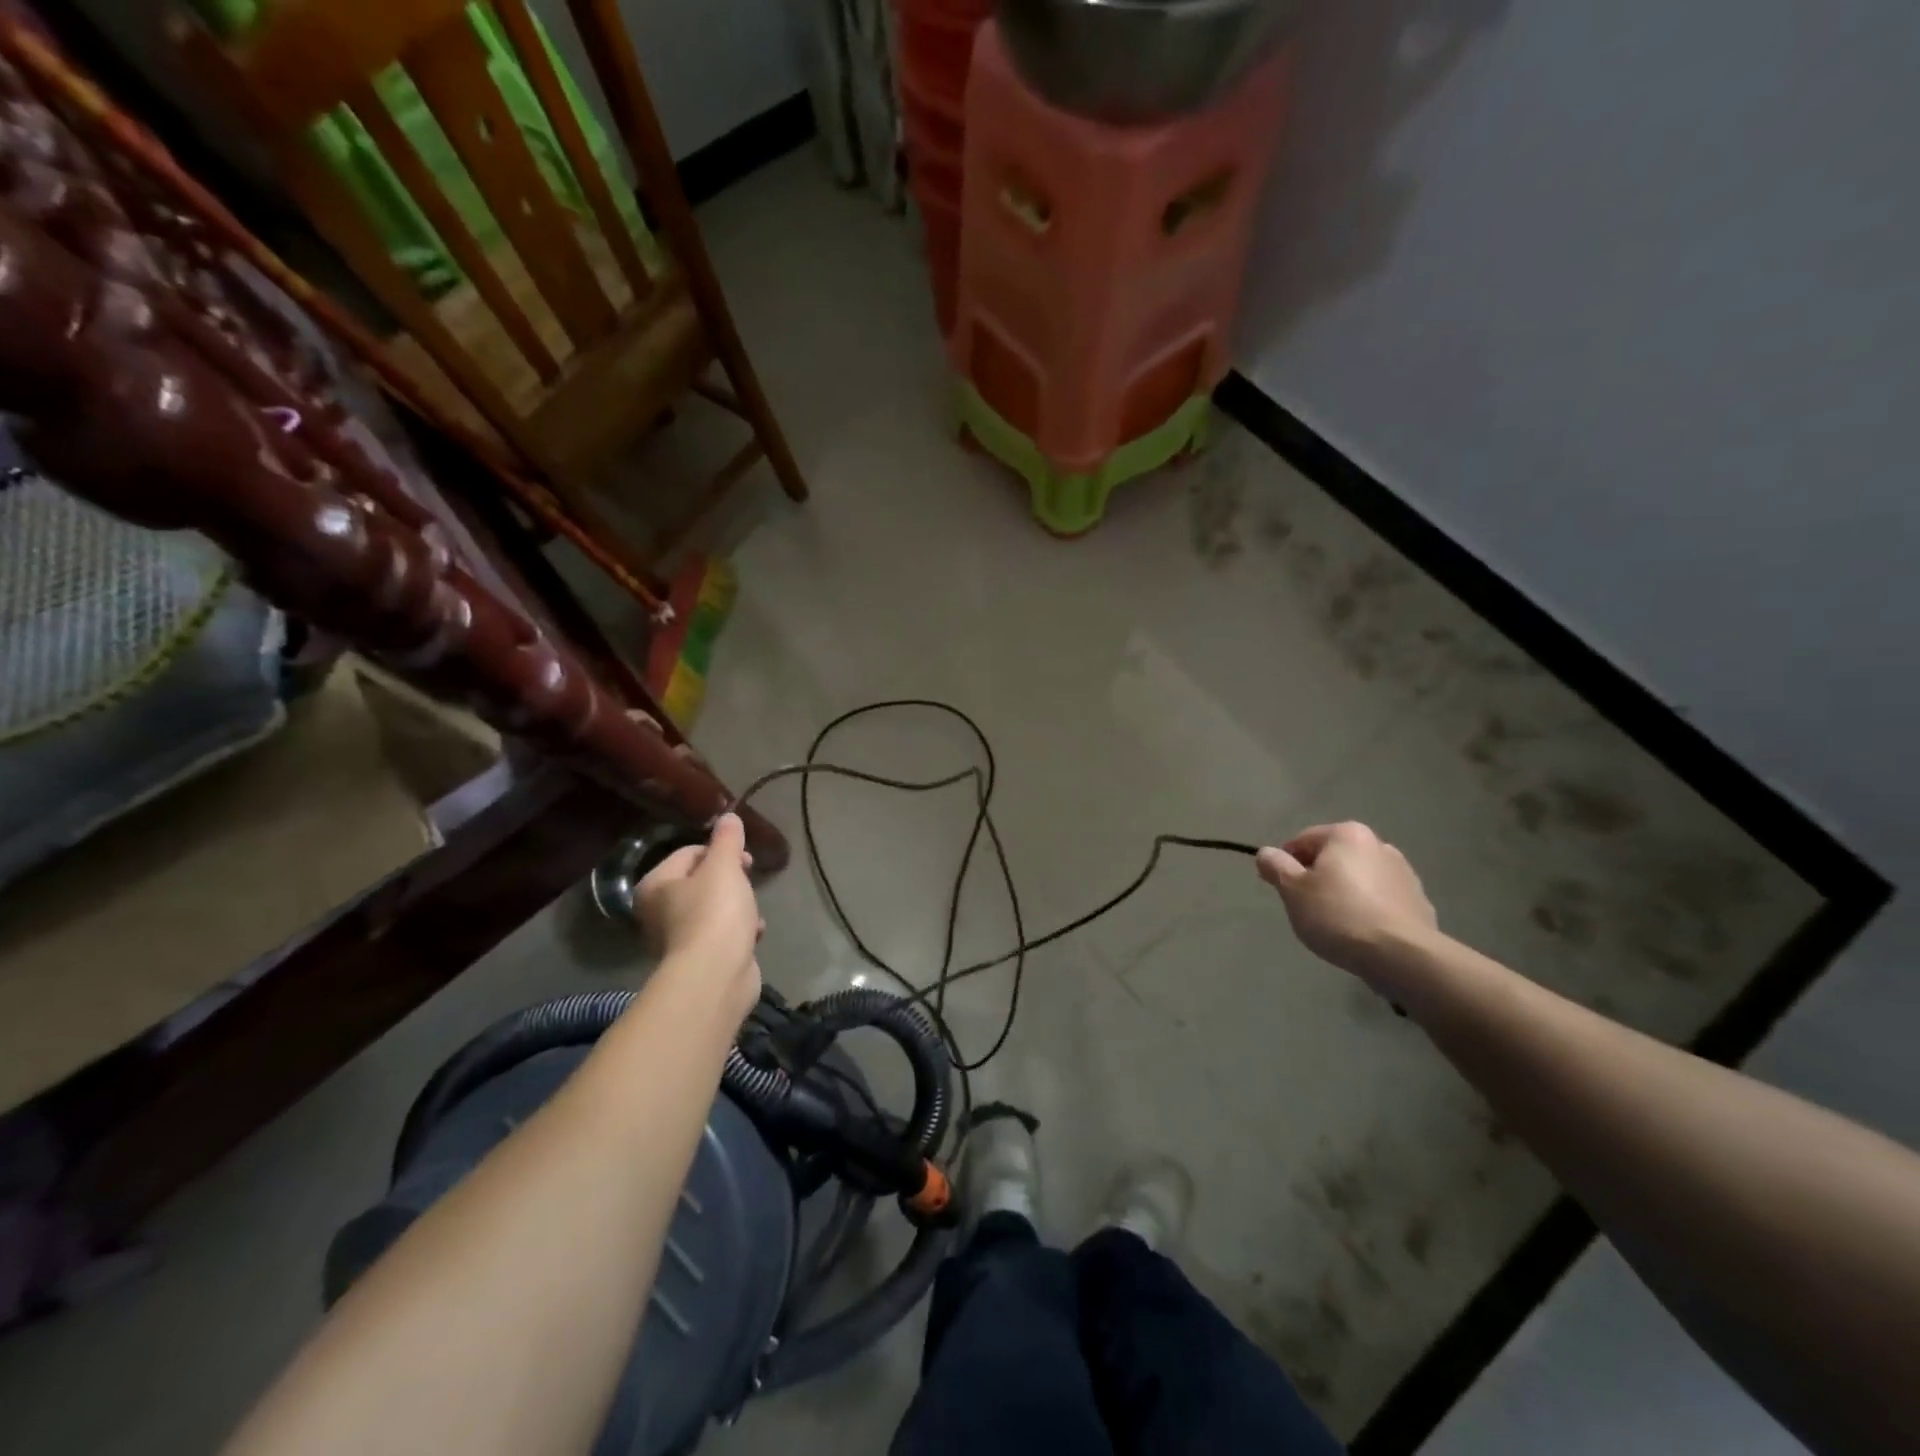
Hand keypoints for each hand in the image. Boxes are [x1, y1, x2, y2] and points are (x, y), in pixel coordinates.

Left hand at [634, 814, 762, 1015]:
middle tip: (749, 882)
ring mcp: (678, 940)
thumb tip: (728, 815)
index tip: (745, 860)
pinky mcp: (699, 961)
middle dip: (732, 881)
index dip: (720, 851)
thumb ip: (727, 839)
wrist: (716, 976)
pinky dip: (739, 932)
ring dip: (739, 908)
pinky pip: (722, 935)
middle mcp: (658, 913)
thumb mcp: (724, 866)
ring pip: (715, 910)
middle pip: (702, 882)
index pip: (689, 853)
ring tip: (752, 914)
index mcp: (655, 886)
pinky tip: (754, 934)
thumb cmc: (715, 913)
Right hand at [1256, 822, 1438, 979]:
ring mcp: (1404, 874)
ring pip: (1359, 879)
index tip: (1282, 890)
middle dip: (1318, 878)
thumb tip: (1266, 853)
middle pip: (1334, 858)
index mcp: (1347, 835)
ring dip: (1344, 893)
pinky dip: (1368, 910)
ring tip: (1335, 924)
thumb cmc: (1338, 914)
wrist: (1401, 956)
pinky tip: (1361, 933)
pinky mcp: (1419, 903)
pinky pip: (1381, 901)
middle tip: (1306, 907)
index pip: (1303, 841)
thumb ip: (1275, 866)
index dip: (1286, 864)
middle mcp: (1379, 845)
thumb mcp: (1292, 890)